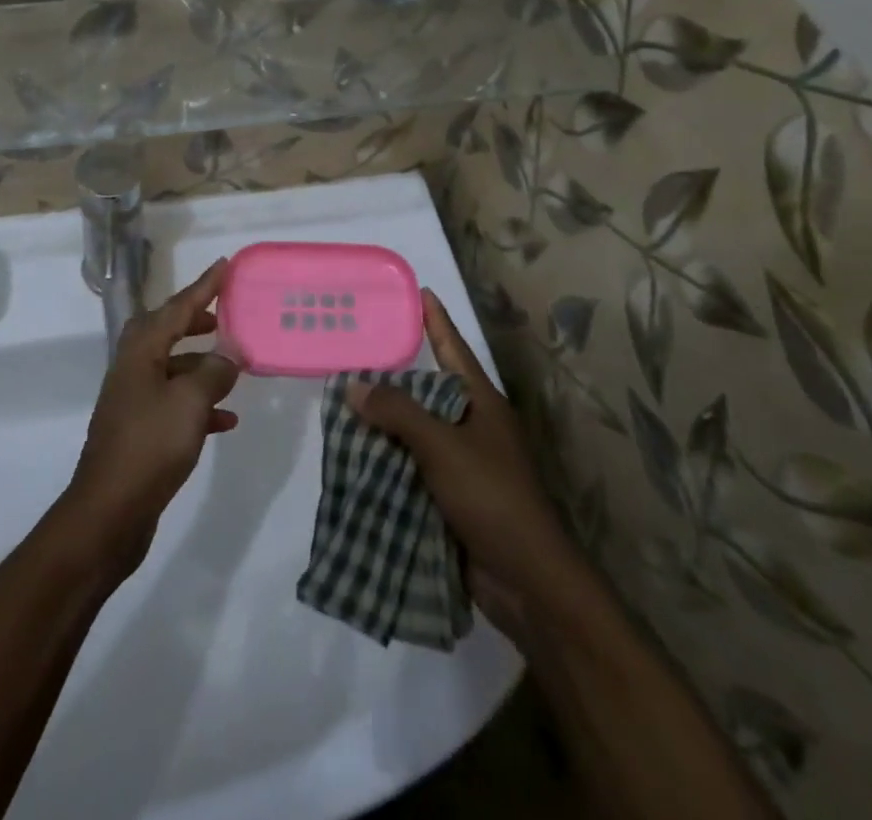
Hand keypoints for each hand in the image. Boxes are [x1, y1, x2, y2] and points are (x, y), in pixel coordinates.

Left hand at [62, 259, 239, 578]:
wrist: (109, 513)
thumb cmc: (150, 446)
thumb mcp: (190, 402)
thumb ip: (215, 370)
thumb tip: (232, 349)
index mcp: (141, 352)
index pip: (177, 307)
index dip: (203, 286)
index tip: (224, 265)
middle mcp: (133, 369)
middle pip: (167, 332)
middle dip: (196, 322)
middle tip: (225, 316)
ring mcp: (134, 401)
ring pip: (173, 370)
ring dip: (202, 366)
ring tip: (235, 368)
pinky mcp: (140, 432)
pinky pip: (175, 404)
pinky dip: (199, 405)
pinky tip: (227, 420)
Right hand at [347, 290, 581, 632]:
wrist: (526, 579)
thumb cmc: (491, 496)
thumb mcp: (442, 446)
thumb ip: (398, 413)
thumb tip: (354, 385)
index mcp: (482, 404)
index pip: (454, 349)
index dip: (436, 321)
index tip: (420, 291)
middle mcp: (474, 426)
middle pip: (430, 391)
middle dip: (395, 375)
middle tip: (357, 350)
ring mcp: (464, 463)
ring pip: (417, 431)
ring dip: (386, 422)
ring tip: (344, 401)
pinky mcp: (452, 497)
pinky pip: (413, 466)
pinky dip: (389, 459)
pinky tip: (357, 454)